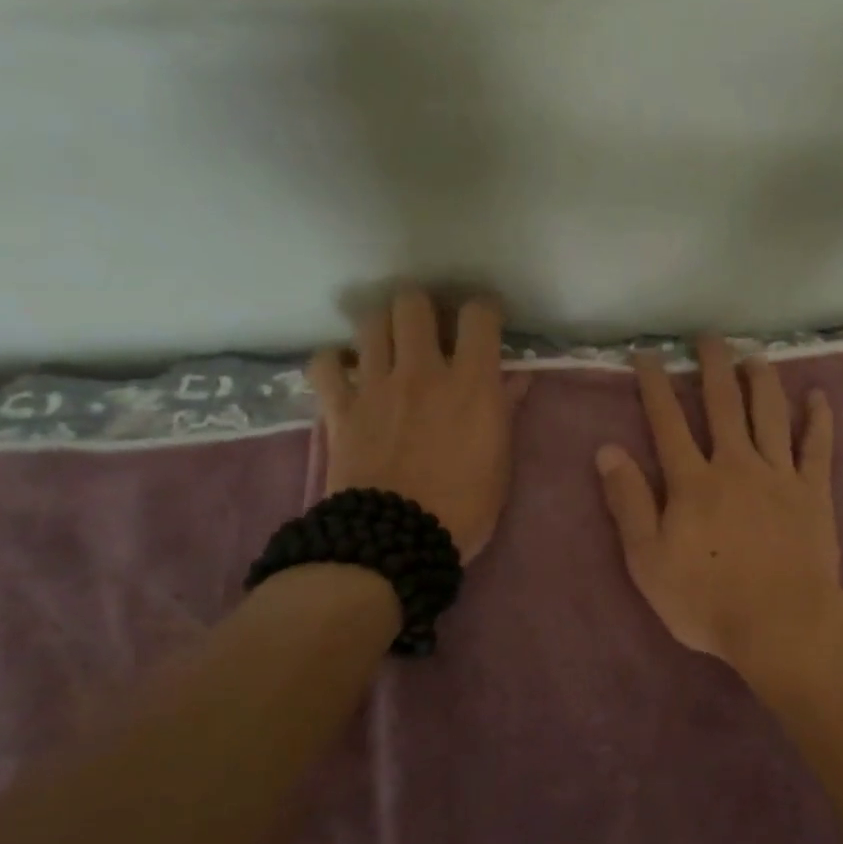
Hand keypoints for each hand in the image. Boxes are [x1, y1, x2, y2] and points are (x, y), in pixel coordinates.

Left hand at [307, 289, 528, 563]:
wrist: (397, 540)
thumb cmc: (465, 505)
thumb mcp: (500, 460)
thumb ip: (506, 410)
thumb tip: (517, 378)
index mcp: (471, 383)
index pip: (479, 316)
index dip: (483, 311)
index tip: (485, 323)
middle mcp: (422, 371)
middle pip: (413, 304)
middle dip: (423, 308)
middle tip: (429, 330)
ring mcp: (376, 386)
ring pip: (371, 323)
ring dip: (382, 327)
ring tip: (389, 346)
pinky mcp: (340, 408)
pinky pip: (325, 365)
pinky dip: (334, 362)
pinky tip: (345, 371)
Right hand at [595, 337, 840, 667]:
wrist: (781, 624)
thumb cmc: (707, 599)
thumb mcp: (648, 560)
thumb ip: (628, 502)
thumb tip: (608, 450)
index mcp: (693, 481)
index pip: (668, 421)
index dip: (655, 384)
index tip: (648, 354)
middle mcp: (736, 464)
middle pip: (723, 404)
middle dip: (713, 366)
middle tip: (709, 337)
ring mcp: (780, 475)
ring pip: (771, 414)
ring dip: (762, 380)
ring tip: (756, 356)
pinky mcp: (814, 492)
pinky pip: (818, 447)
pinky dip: (819, 419)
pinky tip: (819, 396)